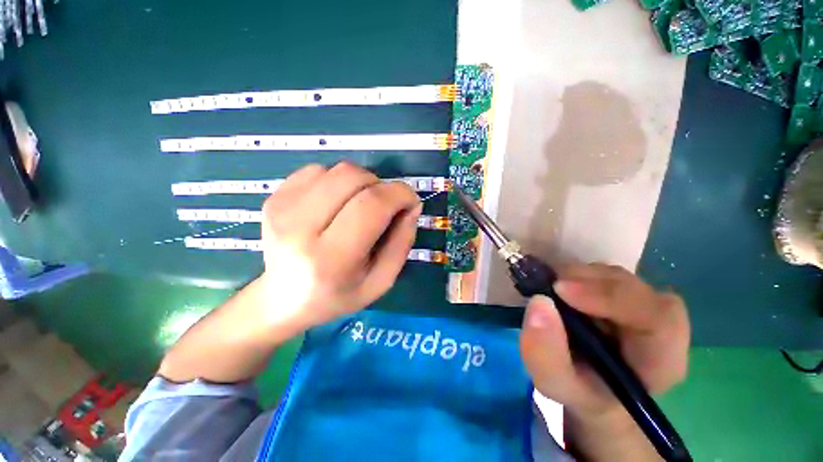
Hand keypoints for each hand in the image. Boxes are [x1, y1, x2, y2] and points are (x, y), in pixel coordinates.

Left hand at [259, 162, 420, 327]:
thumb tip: (412, 205)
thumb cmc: (338, 295)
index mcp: (332, 258)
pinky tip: (335, 203)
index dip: (399, 194)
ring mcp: (282, 208)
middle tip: (384, 206)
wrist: (283, 299)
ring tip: (358, 206)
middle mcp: (301, 228)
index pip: (371, 205)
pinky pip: (318, 170)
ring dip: (360, 183)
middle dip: (381, 185)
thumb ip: (402, 242)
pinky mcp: (274, 197)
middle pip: (353, 177)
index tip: (410, 201)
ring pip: (338, 170)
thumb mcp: (381, 281)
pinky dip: (337, 181)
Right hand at [519, 263, 688, 441]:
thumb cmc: (581, 392)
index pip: (658, 318)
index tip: (561, 290)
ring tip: (550, 290)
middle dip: (587, 282)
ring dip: (578, 277)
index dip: (611, 297)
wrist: (592, 387)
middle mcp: (660, 326)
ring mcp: (642, 304)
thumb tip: (539, 302)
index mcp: (661, 360)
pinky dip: (575, 275)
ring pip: (614, 276)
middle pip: (634, 288)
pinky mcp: (622, 293)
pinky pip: (601, 274)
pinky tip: (558, 288)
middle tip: (548, 285)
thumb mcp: (557, 384)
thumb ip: (546, 354)